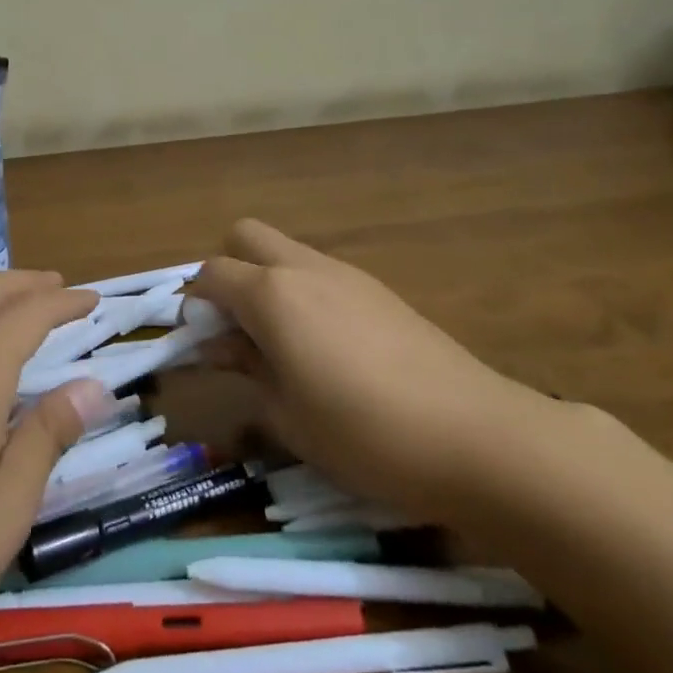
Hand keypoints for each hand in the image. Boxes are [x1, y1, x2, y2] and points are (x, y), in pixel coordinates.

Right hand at [191, 219, 551, 520]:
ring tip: (282, 344)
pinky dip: (305, 294)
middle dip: (228, 269)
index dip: (197, 303)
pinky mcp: (379, 290)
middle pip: (245, 236)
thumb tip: (222, 347)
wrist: (476, 436)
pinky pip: (321, 273)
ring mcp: (346, 274)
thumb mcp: (288, 416)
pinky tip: (328, 348)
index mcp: (272, 294)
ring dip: (268, 281)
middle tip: (237, 325)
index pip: (212, 273)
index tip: (203, 342)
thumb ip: (247, 371)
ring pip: (286, 251)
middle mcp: (303, 268)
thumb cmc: (364, 434)